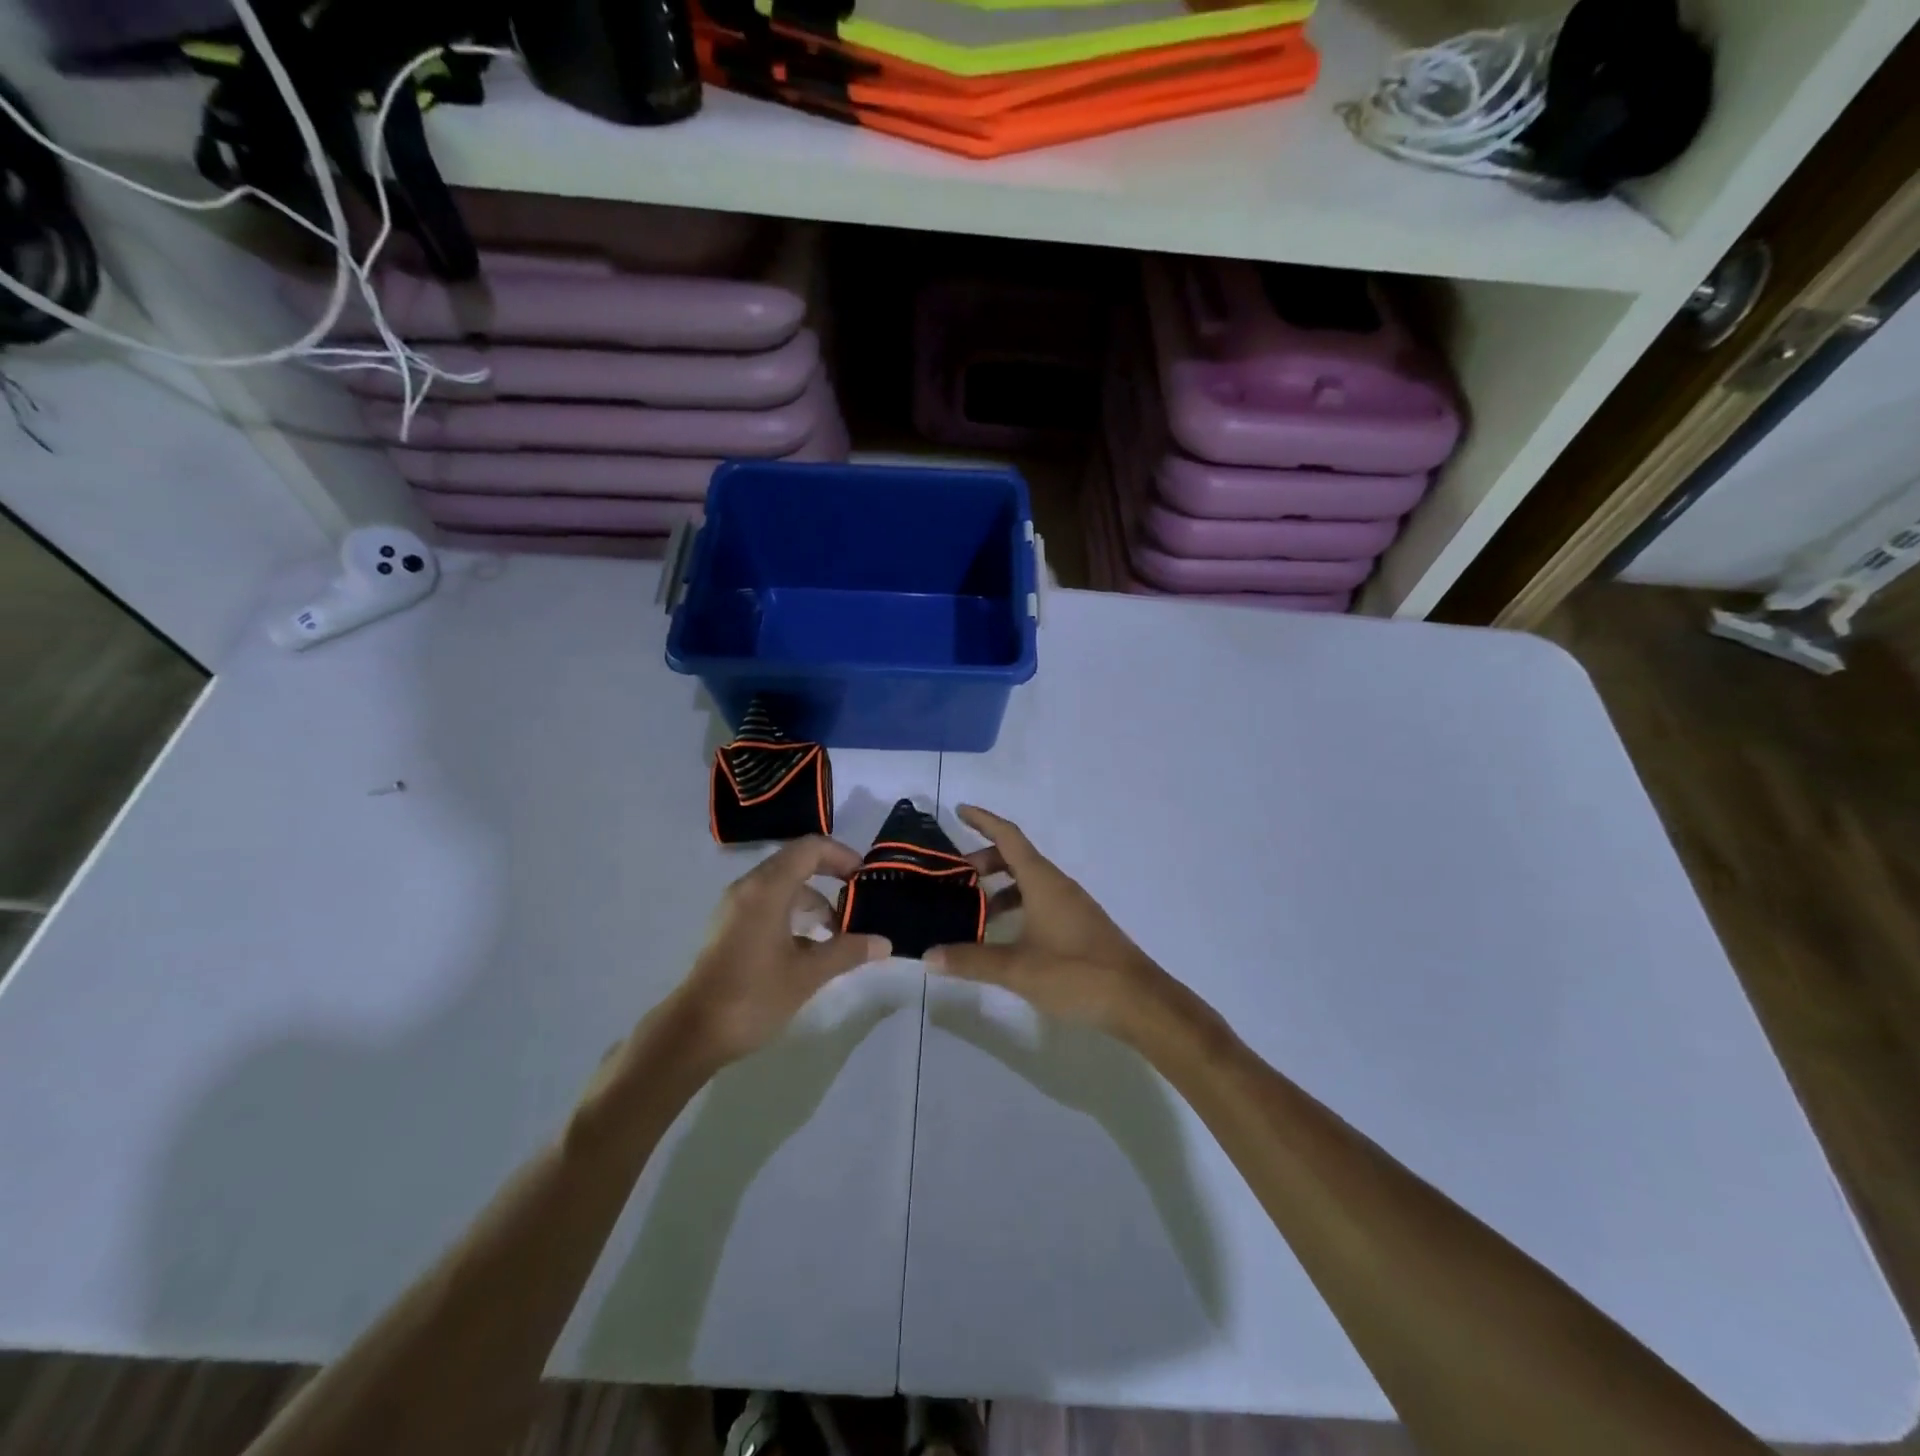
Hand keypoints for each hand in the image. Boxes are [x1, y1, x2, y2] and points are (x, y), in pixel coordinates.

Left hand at [670, 837, 891, 1069]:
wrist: (693, 1033)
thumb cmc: (753, 996)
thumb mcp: (808, 974)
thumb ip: (848, 951)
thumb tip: (884, 943)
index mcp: (767, 888)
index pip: (810, 848)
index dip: (841, 855)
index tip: (864, 877)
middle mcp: (749, 887)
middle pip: (796, 862)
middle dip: (830, 875)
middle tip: (858, 898)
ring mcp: (736, 907)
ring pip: (783, 885)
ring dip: (813, 899)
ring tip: (839, 930)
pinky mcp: (730, 927)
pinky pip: (769, 903)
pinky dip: (794, 913)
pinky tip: (810, 946)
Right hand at [926, 806, 1170, 1036]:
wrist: (1138, 1000)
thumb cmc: (1076, 973)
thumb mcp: (1017, 969)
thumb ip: (971, 960)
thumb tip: (929, 955)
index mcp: (1043, 881)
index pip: (1008, 837)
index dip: (983, 820)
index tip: (959, 810)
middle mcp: (1058, 885)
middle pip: (1017, 858)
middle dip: (985, 861)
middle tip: (955, 880)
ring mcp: (1071, 906)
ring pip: (1029, 882)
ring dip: (1000, 889)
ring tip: (973, 913)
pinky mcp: (1079, 926)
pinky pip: (1040, 901)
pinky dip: (1017, 907)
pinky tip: (1004, 937)